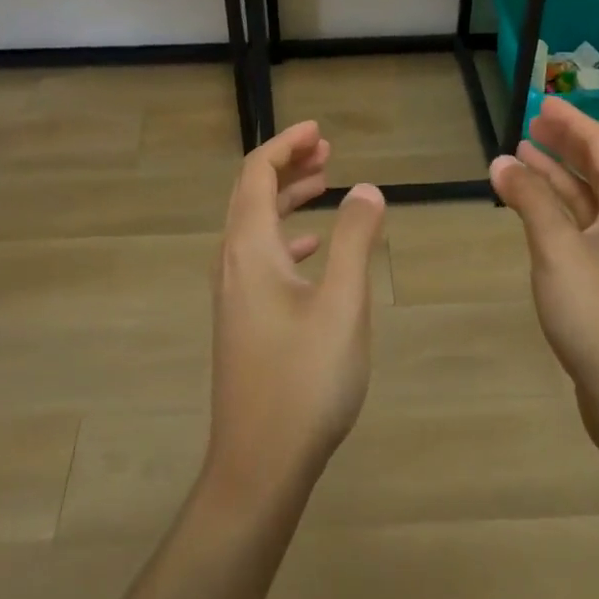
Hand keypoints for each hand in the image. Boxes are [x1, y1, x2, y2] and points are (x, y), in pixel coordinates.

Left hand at [205, 121, 385, 503]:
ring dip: (287, 199)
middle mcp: (232, 263)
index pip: (257, 174)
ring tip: (326, 184)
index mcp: (249, 249)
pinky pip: (260, 256)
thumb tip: (366, 189)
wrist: (258, 466)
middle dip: (287, 165)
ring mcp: (234, 294)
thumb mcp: (343, 304)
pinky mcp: (242, 320)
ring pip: (256, 226)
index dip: (286, 144)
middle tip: (327, 151)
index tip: (319, 131)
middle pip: (252, 194)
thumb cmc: (304, 380)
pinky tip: (313, 248)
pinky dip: (286, 236)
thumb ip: (355, 240)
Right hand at [489, 100, 598, 444]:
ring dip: (557, 176)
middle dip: (566, 144)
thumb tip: (504, 160)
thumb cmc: (597, 312)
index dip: (573, 121)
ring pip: (587, 200)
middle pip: (598, 170)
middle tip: (532, 123)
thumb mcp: (557, 248)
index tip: (543, 102)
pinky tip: (534, 212)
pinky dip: (557, 209)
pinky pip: (581, 227)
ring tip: (524, 156)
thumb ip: (530, 200)